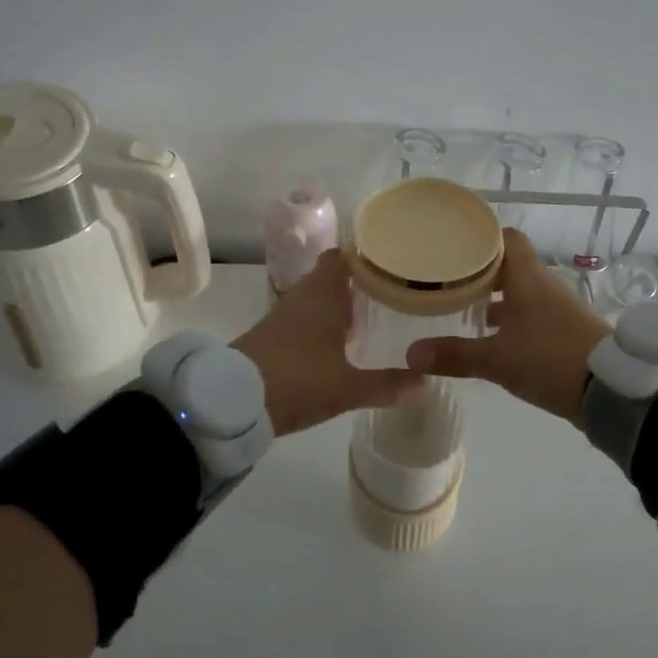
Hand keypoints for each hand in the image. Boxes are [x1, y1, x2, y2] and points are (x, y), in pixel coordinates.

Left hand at [232, 251, 420, 435]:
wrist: (232, 401)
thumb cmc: (297, 381)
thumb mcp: (347, 388)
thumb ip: (386, 385)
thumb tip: (425, 383)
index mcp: (323, 297)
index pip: (341, 258)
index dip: (362, 257)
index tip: (387, 263)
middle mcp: (302, 298)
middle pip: (329, 278)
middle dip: (354, 285)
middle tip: (386, 295)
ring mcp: (281, 317)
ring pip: (313, 300)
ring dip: (335, 306)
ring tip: (365, 320)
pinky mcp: (267, 337)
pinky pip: (300, 319)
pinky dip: (318, 325)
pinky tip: (333, 346)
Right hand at [405, 228, 611, 419]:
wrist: (611, 390)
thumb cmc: (550, 360)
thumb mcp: (497, 360)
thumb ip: (455, 355)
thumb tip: (411, 353)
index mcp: (528, 277)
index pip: (506, 238)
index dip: (480, 237)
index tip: (451, 243)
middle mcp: (542, 286)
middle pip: (508, 265)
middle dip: (477, 270)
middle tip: (444, 277)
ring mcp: (555, 310)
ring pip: (517, 291)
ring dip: (492, 297)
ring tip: (457, 306)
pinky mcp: (561, 333)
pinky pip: (528, 314)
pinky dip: (507, 319)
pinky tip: (486, 337)